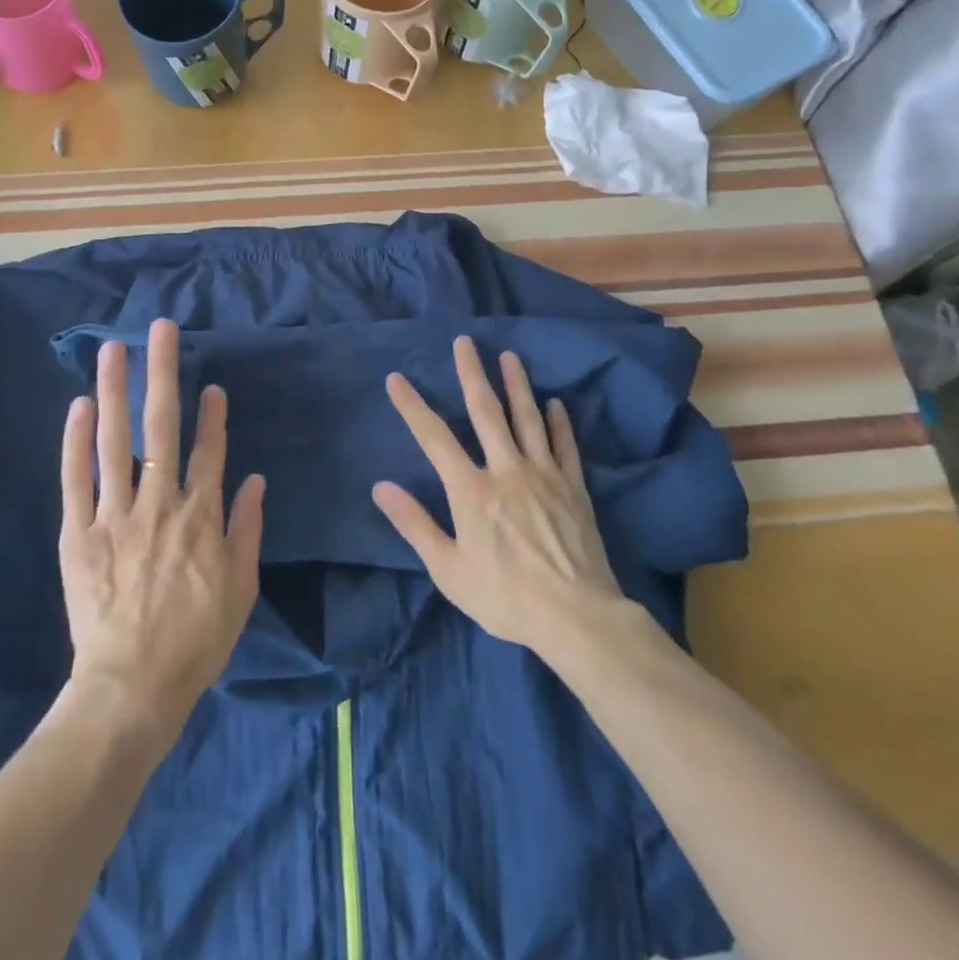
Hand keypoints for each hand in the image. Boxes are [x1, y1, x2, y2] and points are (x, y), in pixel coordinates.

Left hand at [58, 318, 264, 751]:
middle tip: (161, 330)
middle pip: (162, 427)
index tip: (211, 384)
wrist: (131, 687)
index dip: (212, 415)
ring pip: (115, 441)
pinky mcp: (78, 534)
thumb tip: (254, 480)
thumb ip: (247, 530)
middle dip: (163, 373)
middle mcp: (159, 505)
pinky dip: (75, 442)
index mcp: (201, 519)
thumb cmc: (194, 642)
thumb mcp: (240, 591)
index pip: (209, 452)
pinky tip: (78, 406)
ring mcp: (114, 516)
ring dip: (116, 390)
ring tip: (113, 349)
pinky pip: (75, 480)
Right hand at [372, 338, 628, 669]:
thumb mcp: (448, 569)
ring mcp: (544, 475)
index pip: (434, 438)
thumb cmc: (505, 596)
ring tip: (509, 356)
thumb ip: (415, 524)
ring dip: (516, 385)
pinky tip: (555, 403)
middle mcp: (506, 470)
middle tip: (465, 342)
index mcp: (471, 490)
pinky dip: (559, 422)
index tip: (397, 379)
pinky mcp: (573, 488)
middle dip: (472, 374)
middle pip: (486, 412)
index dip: (412, 406)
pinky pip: (564, 446)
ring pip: (528, 419)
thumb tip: (380, 487)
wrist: (577, 617)